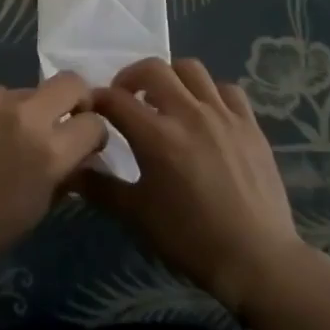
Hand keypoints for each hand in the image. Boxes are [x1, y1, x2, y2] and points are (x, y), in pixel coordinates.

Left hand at [0, 73, 109, 276]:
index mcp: (48, 150)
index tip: (84, 140)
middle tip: (61, 118)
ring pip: (24, 92)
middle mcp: (25, 114)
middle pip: (70, 82)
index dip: (93, 131)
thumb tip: (77, 152)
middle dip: (75, 98)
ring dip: (23, 111)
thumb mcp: (37, 207)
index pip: (93, 122)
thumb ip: (63, 172)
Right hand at [81, 58, 310, 314]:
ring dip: (170, 77)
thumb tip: (71, 169)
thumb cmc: (190, 239)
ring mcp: (223, 115)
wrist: (257, 260)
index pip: (115, 99)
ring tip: (165, 99)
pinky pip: (227, 90)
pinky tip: (205, 113)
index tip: (91, 109)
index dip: (97, 99)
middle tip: (126, 97)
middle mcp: (188, 113)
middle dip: (130, 77)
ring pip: (191, 69)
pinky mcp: (250, 124)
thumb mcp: (137, 216)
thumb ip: (101, 187)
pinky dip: (210, 93)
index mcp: (157, 135)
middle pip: (152, 69)